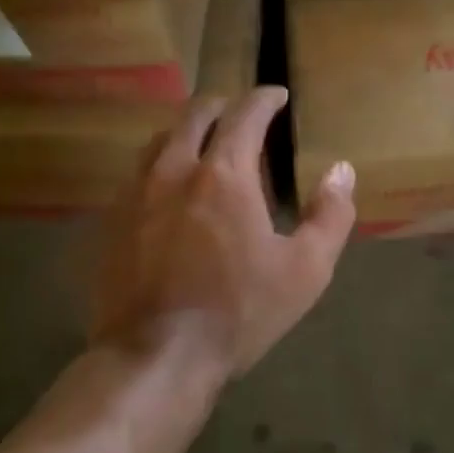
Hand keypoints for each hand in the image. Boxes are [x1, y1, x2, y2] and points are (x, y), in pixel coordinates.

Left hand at [91, 88, 355, 391]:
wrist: (155, 356)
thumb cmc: (239, 311)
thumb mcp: (306, 269)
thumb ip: (331, 215)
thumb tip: (341, 171)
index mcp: (224, 174)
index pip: (245, 114)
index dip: (264, 99)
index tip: (277, 95)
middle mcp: (174, 169)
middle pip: (195, 114)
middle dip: (223, 106)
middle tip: (241, 116)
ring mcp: (136, 193)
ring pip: (159, 139)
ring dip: (186, 132)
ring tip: (204, 147)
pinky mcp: (112, 221)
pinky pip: (137, 174)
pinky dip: (160, 166)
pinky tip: (169, 192)